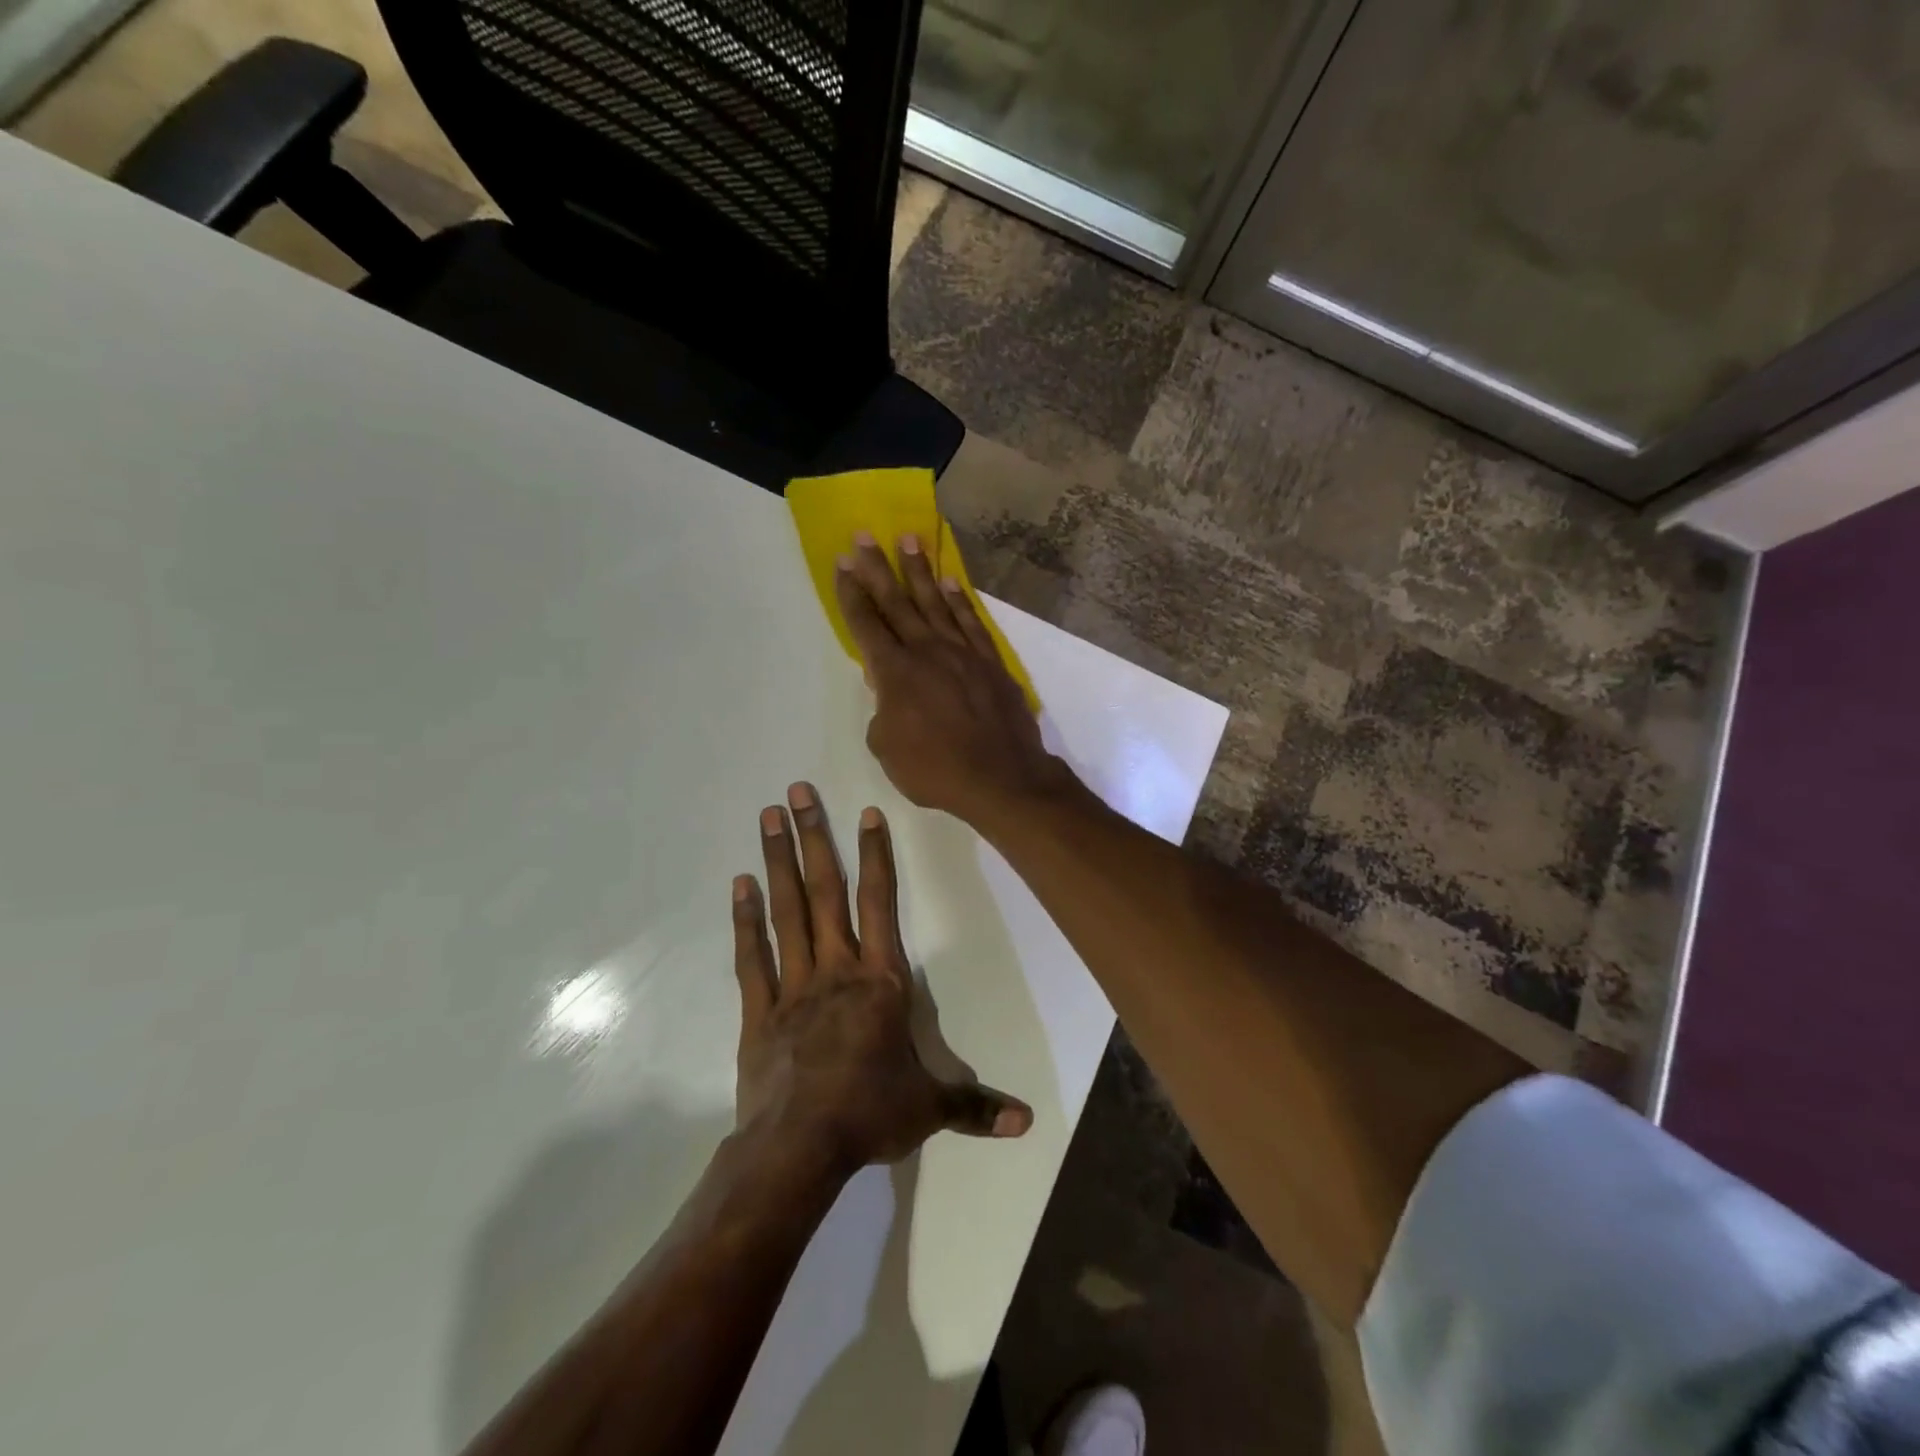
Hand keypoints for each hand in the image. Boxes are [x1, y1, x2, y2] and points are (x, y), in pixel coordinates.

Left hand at [731, 781, 1032, 1172]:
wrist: (798, 1150)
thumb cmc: (870, 1115)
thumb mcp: (930, 1108)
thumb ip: (976, 1105)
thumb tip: (1027, 1122)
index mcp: (880, 981)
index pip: (880, 904)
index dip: (876, 855)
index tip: (866, 813)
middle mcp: (836, 969)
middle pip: (826, 891)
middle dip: (814, 837)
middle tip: (796, 791)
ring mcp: (793, 986)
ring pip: (787, 911)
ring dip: (778, 862)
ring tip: (767, 818)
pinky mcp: (760, 1011)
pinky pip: (752, 957)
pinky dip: (745, 921)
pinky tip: (739, 886)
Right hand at [834, 533, 1074, 827]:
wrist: (1001, 778)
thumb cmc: (936, 770)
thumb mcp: (888, 748)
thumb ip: (882, 712)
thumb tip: (889, 691)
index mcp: (896, 673)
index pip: (867, 625)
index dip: (852, 594)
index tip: (842, 563)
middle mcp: (927, 651)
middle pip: (897, 602)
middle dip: (877, 568)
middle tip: (863, 535)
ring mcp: (962, 653)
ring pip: (935, 602)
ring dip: (918, 570)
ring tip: (907, 539)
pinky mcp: (990, 661)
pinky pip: (971, 622)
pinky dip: (959, 600)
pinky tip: (950, 581)